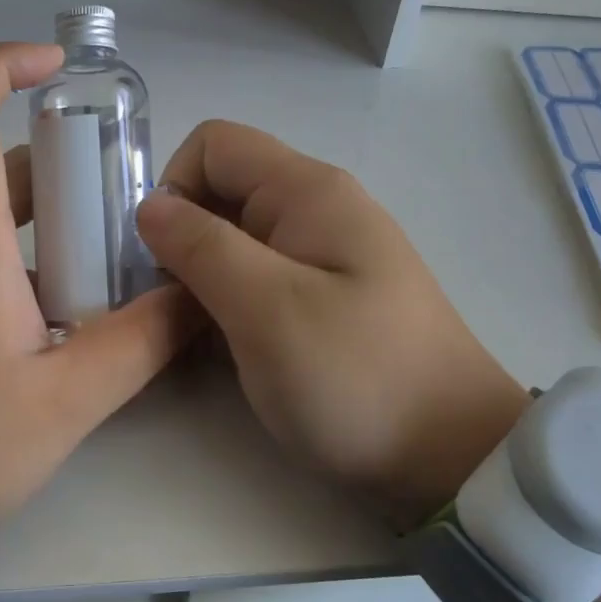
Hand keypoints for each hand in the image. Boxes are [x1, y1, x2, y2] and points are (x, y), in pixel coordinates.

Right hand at [135, 120, 528, 524]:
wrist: (450, 457)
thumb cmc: (355, 376)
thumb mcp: (266, 308)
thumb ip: (201, 246)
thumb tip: (150, 207)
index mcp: (307, 191)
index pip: (213, 144)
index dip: (174, 188)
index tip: (166, 259)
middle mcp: (317, 209)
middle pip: (223, 190)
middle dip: (184, 238)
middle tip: (179, 306)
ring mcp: (325, 255)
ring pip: (236, 238)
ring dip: (204, 276)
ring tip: (203, 334)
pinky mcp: (326, 297)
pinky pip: (258, 277)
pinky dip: (231, 301)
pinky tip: (233, 346)